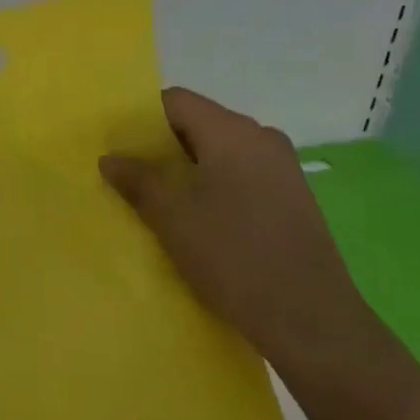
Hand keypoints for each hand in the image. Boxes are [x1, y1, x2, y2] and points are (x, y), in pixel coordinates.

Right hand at [101, 87, 382, 379]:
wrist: (309, 319)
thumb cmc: (232, 255)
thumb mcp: (171, 216)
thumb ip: (137, 179)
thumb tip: (110, 158)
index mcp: (233, 131)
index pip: (176, 101)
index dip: (142, 117)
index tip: (118, 146)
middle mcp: (262, 138)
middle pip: (200, 124)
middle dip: (163, 147)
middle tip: (132, 176)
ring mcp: (284, 169)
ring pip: (222, 153)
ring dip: (189, 170)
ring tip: (162, 202)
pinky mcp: (294, 199)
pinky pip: (243, 176)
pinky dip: (216, 187)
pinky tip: (201, 221)